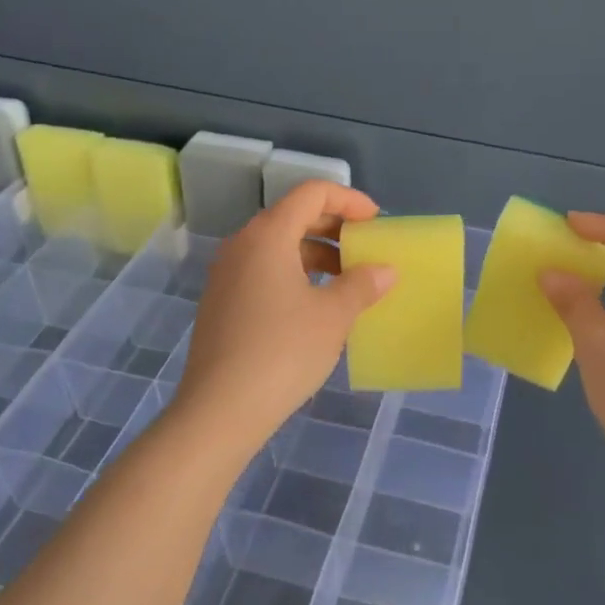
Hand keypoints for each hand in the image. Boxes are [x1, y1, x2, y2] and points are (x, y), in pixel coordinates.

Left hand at [174, 181, 394, 450]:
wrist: (219, 410)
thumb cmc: (283, 352)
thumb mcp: (333, 316)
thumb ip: (362, 284)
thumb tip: (385, 270)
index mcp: (268, 235)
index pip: (312, 194)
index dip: (349, 200)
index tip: (376, 222)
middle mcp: (242, 245)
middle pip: (293, 216)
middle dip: (334, 227)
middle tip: (366, 248)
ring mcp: (226, 274)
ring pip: (278, 246)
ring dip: (316, 253)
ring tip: (348, 280)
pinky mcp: (221, 302)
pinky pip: (264, 271)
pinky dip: (295, 274)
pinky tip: (316, 305)